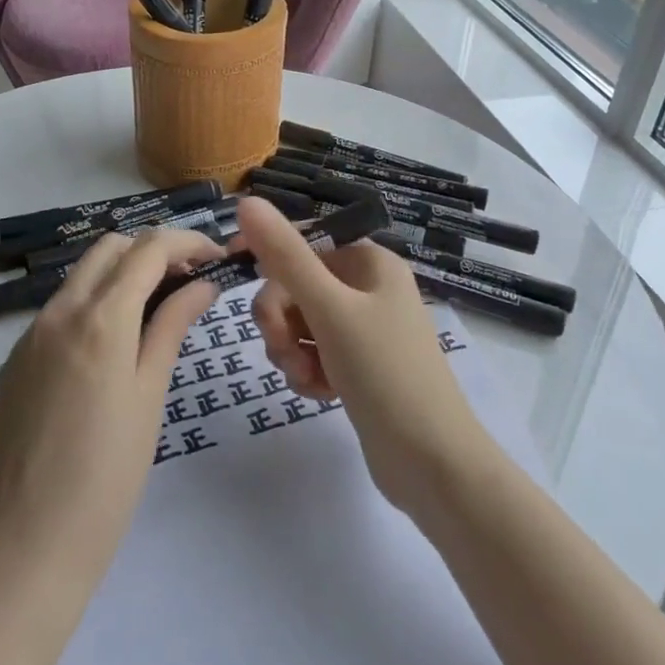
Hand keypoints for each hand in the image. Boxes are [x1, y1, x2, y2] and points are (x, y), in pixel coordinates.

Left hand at [0, 227, 222, 591]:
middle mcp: (57, 312)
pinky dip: (93, 307)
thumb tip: (202, 285)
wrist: (23, 547)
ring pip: (81, 277)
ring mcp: (28, 337)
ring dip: (121, 277)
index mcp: (99, 318)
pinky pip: (59, 312)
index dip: (187, 243)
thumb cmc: (106, 477)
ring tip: (156, 314)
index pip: (149, 248)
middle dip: (153, 252)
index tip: (216, 259)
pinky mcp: (13, 363)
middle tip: (188, 284)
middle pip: (110, 248)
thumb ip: (171, 328)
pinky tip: (111, 351)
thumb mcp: (149, 396)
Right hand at [241, 198, 491, 513]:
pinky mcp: (358, 366)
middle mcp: (369, 288)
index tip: (231, 269)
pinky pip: (314, 354)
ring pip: (301, 323)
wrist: (433, 464)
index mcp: (370, 262)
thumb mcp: (330, 310)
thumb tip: (247, 201)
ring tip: (306, 377)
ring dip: (291, 350)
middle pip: (297, 285)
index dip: (267, 253)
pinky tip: (320, 394)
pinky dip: (307, 371)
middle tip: (283, 348)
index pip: (304, 241)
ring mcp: (364, 329)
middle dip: (281, 318)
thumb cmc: (385, 374)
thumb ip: (286, 257)